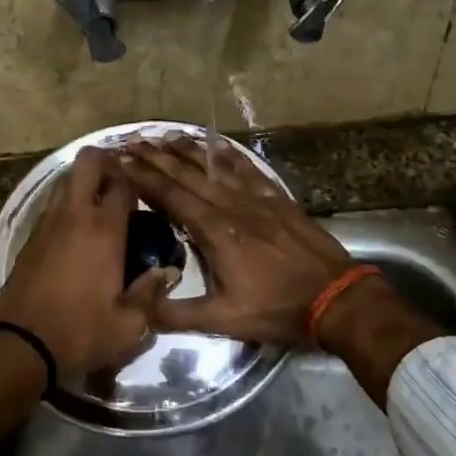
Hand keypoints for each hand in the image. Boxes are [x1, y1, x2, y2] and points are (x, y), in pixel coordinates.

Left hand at [0, 147, 176, 377]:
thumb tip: (166, 273)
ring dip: (84, 182)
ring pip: (66, 181)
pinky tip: (79, 229)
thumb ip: (151, 294)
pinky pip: (53, 206)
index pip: (123, 183)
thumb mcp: (129, 324)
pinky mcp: (30, 238)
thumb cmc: (80, 332)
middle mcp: (75, 215)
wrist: (19, 344)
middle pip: (87, 162)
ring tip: (102, 205)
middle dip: (106, 161)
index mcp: (104, 229)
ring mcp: (47, 223)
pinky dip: (68, 205)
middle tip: (122, 182)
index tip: (148, 188)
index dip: (137, 179)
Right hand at [115, 137, 354, 346]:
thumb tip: (137, 306)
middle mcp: (230, 205)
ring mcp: (256, 198)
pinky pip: (247, 168)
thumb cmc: (276, 308)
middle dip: (156, 157)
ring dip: (187, 149)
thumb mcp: (223, 320)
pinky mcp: (276, 198)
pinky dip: (227, 153)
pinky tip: (215, 143)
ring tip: (164, 135)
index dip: (143, 177)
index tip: (120, 160)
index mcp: (214, 230)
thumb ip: (177, 314)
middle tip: (132, 141)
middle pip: (187, 174)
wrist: (334, 296)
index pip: (169, 196)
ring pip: (215, 166)